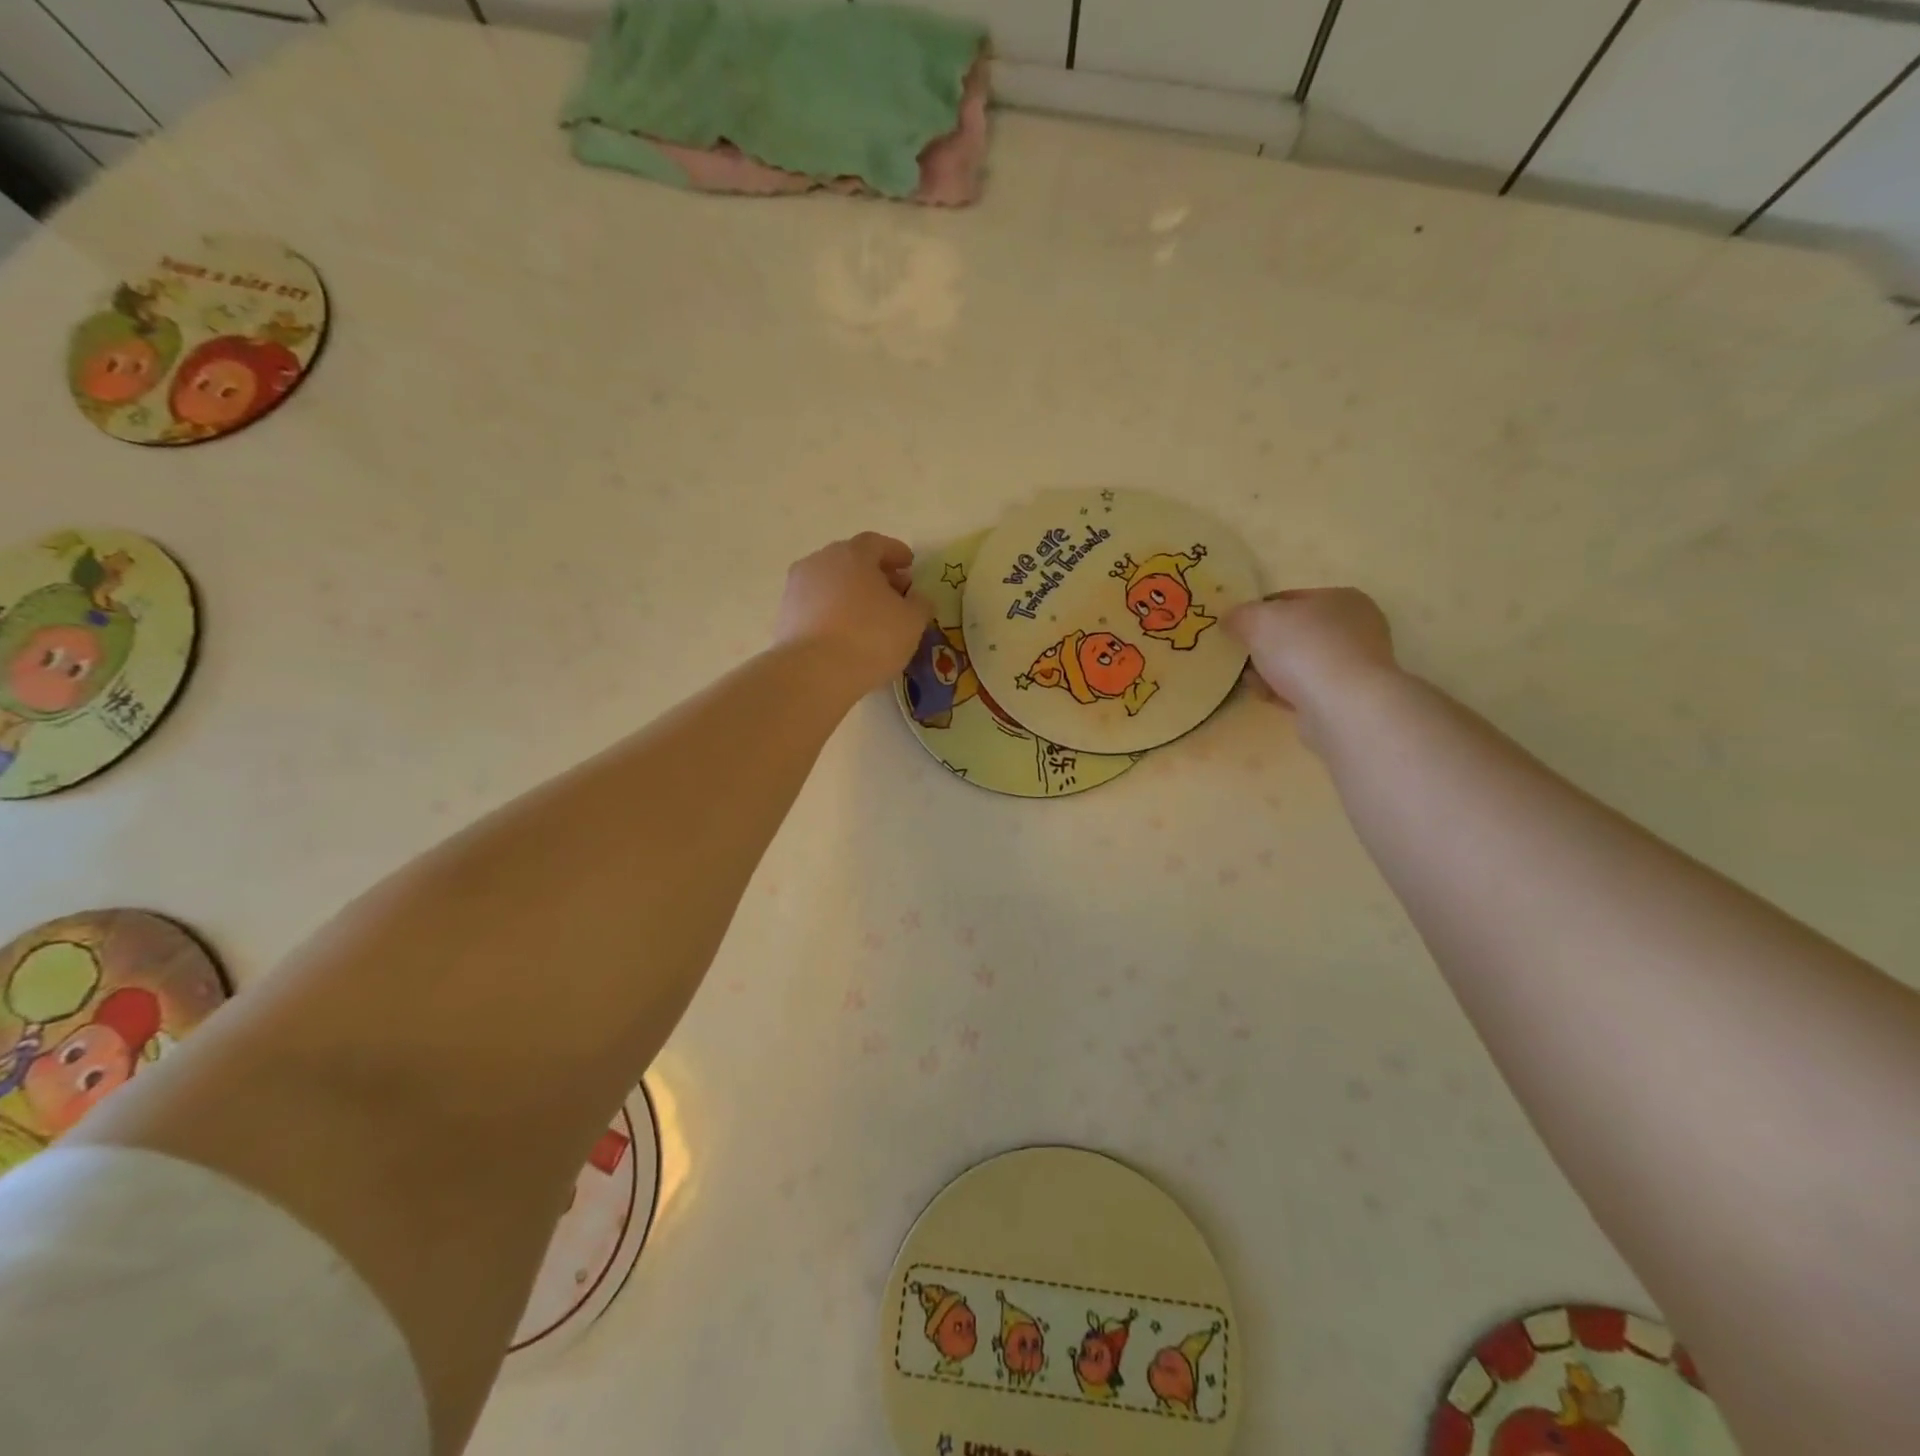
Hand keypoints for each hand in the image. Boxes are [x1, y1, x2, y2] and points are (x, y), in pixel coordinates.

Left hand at [775, 534, 933, 696]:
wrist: (813, 672)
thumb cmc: (870, 638)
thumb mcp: (911, 622)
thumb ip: (920, 604)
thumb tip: (917, 597)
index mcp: (853, 554)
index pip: (877, 543)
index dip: (896, 553)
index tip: (909, 565)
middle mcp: (820, 561)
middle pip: (851, 560)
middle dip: (874, 573)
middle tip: (893, 592)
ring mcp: (797, 587)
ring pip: (831, 583)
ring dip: (851, 593)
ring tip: (869, 616)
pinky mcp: (784, 615)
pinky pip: (816, 606)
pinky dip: (833, 612)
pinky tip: (846, 633)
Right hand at [1227, 588, 1398, 746]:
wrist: (1342, 707)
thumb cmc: (1303, 649)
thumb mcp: (1258, 620)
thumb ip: (1239, 615)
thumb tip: (1230, 620)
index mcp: (1342, 598)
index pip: (1291, 598)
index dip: (1259, 611)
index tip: (1237, 628)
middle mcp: (1356, 628)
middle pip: (1296, 632)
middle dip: (1266, 645)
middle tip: (1242, 655)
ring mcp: (1355, 665)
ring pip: (1300, 663)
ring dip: (1273, 671)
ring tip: (1251, 680)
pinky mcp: (1348, 698)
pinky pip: (1307, 689)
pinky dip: (1285, 692)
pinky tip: (1267, 697)